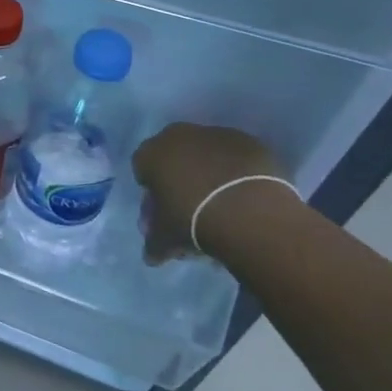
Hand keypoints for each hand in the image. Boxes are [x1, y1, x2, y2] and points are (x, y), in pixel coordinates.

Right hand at [132, 123, 293, 263]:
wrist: (249, 211)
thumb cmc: (193, 220)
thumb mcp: (166, 238)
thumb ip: (154, 243)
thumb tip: (151, 256)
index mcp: (151, 153)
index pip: (142, 167)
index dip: (151, 191)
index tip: (163, 211)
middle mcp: (178, 135)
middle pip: (173, 157)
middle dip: (178, 179)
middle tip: (191, 208)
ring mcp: (215, 135)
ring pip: (205, 155)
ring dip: (208, 174)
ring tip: (222, 206)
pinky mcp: (248, 142)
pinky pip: (235, 158)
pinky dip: (235, 173)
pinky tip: (243, 197)